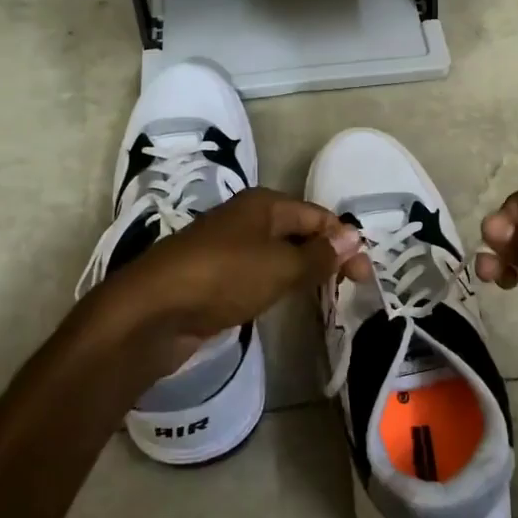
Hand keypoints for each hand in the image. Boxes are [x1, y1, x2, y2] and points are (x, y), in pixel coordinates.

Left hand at [88, 187, 371, 378]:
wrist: (152, 312)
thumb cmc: (223, 277)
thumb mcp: (280, 266)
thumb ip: (319, 255)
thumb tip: (353, 237)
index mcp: (263, 204)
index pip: (317, 216)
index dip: (344, 241)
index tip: (365, 276)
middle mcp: (246, 219)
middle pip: (298, 232)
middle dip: (326, 255)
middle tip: (350, 288)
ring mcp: (227, 248)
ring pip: (277, 255)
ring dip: (302, 271)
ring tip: (326, 296)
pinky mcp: (214, 277)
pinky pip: (258, 275)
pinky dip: (277, 285)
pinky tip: (285, 302)